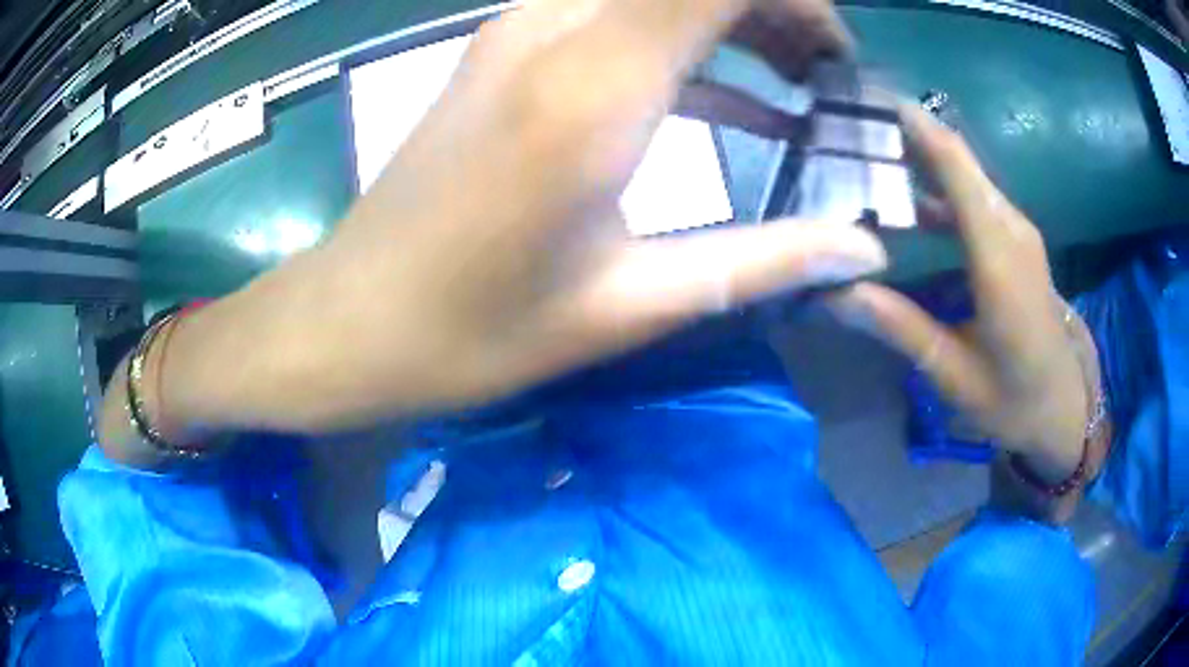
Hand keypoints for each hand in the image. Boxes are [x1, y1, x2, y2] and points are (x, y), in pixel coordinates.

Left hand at [160, 0, 885, 435]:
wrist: (353, 320)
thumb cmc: (473, 331)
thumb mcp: (630, 304)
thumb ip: (761, 260)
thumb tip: (861, 247)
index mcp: (591, 87)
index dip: (794, 0)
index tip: (839, 55)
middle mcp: (552, 31)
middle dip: (775, 8)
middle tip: (828, 74)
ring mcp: (518, 33)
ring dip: (734, 17)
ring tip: (799, 81)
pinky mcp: (503, 53)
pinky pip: (616, 13)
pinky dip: (687, 40)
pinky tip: (735, 100)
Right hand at [827, 107, 1095, 488]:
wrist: (1063, 409)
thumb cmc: (1013, 401)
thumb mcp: (954, 374)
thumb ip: (900, 326)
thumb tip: (835, 292)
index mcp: (999, 260)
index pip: (956, 169)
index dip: (916, 128)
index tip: (867, 99)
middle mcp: (1012, 230)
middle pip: (960, 160)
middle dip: (909, 134)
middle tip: (850, 126)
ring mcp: (1018, 232)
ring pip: (968, 175)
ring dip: (923, 158)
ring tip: (869, 154)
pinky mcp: (1017, 241)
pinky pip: (977, 197)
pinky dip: (941, 186)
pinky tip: (910, 198)